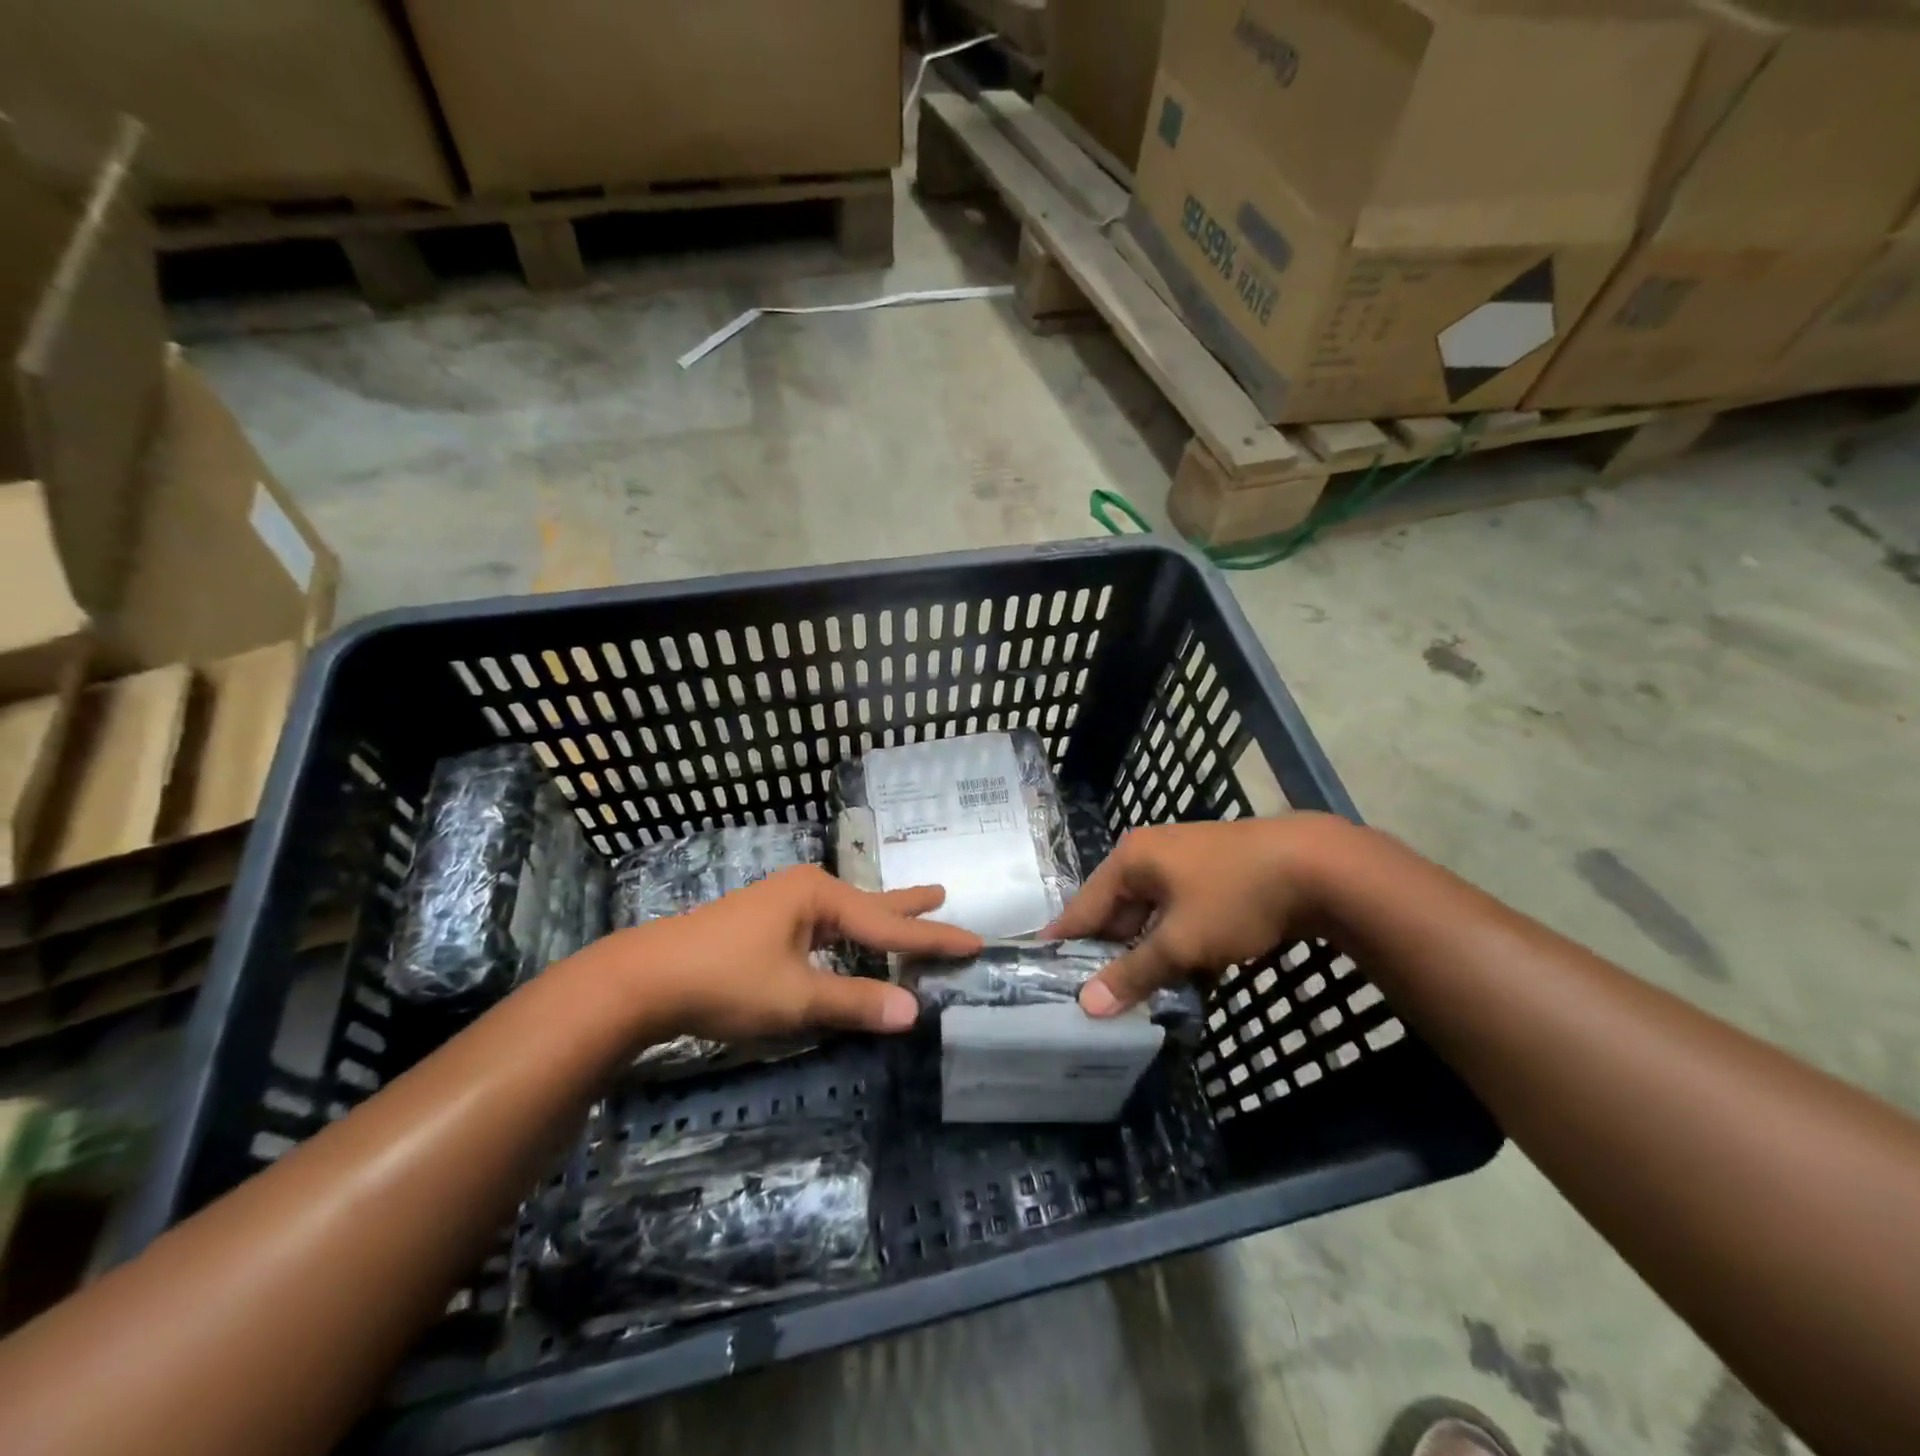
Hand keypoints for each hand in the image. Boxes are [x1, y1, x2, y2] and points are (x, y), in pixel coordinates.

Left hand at [624, 864, 981, 1040]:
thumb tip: (914, 1012)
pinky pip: (824, 926)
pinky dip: (849, 934)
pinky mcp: (764, 924)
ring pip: (845, 915)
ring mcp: (782, 904)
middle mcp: (806, 891)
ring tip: (909, 908)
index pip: (888, 926)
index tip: (974, 942)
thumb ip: (854, 1003)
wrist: (644, 978)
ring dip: (877, 919)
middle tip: (942, 894)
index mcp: (819, 897)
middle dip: (907, 907)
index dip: (933, 939)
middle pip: (870, 905)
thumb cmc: (724, 980)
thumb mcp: (795, 997)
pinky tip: (848, 939)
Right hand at [1043, 816, 1345, 1015]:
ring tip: (1129, 995)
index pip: (1084, 906)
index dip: (1063, 940)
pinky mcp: (1213, 878)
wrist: (1317, 867)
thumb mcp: (1181, 941)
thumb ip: (1134, 972)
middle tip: (1089, 996)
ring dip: (1145, 954)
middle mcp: (1150, 856)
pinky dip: (1175, 944)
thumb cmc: (1235, 896)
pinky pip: (1179, 916)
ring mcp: (1184, 865)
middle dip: (1108, 953)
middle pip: (1116, 911)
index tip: (1040, 971)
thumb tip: (1089, 1005)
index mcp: (1131, 859)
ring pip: (1151, 917)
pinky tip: (1177, 978)